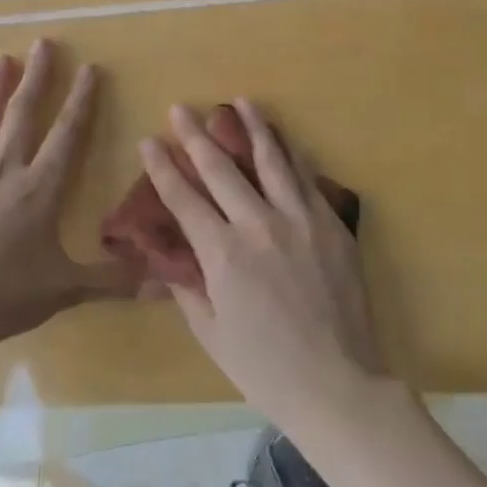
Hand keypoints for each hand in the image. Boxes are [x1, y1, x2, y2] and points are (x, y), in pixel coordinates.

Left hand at [0, 39, 135, 346]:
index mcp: (40, 189)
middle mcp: (4, 171)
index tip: (89, 68)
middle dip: (37, 78)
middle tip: (43, 43)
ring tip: (1, 59)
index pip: (67, 134)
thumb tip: (160, 283)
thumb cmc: (2, 295)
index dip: (80, 100)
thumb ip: (110, 280)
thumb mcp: (63, 289)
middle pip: (23, 115)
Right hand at [139, 101, 386, 433]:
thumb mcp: (212, 334)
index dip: (162, 167)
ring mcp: (300, 220)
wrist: (338, 384)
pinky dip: (292, 156)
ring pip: (272, 160)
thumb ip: (188, 288)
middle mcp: (258, 225)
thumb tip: (171, 258)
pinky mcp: (331, 224)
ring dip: (252, 128)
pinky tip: (285, 141)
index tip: (149, 140)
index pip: (183, 199)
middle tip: (181, 108)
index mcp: (223, 254)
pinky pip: (308, 180)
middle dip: (196, 135)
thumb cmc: (266, 368)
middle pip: (221, 169)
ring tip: (240, 102)